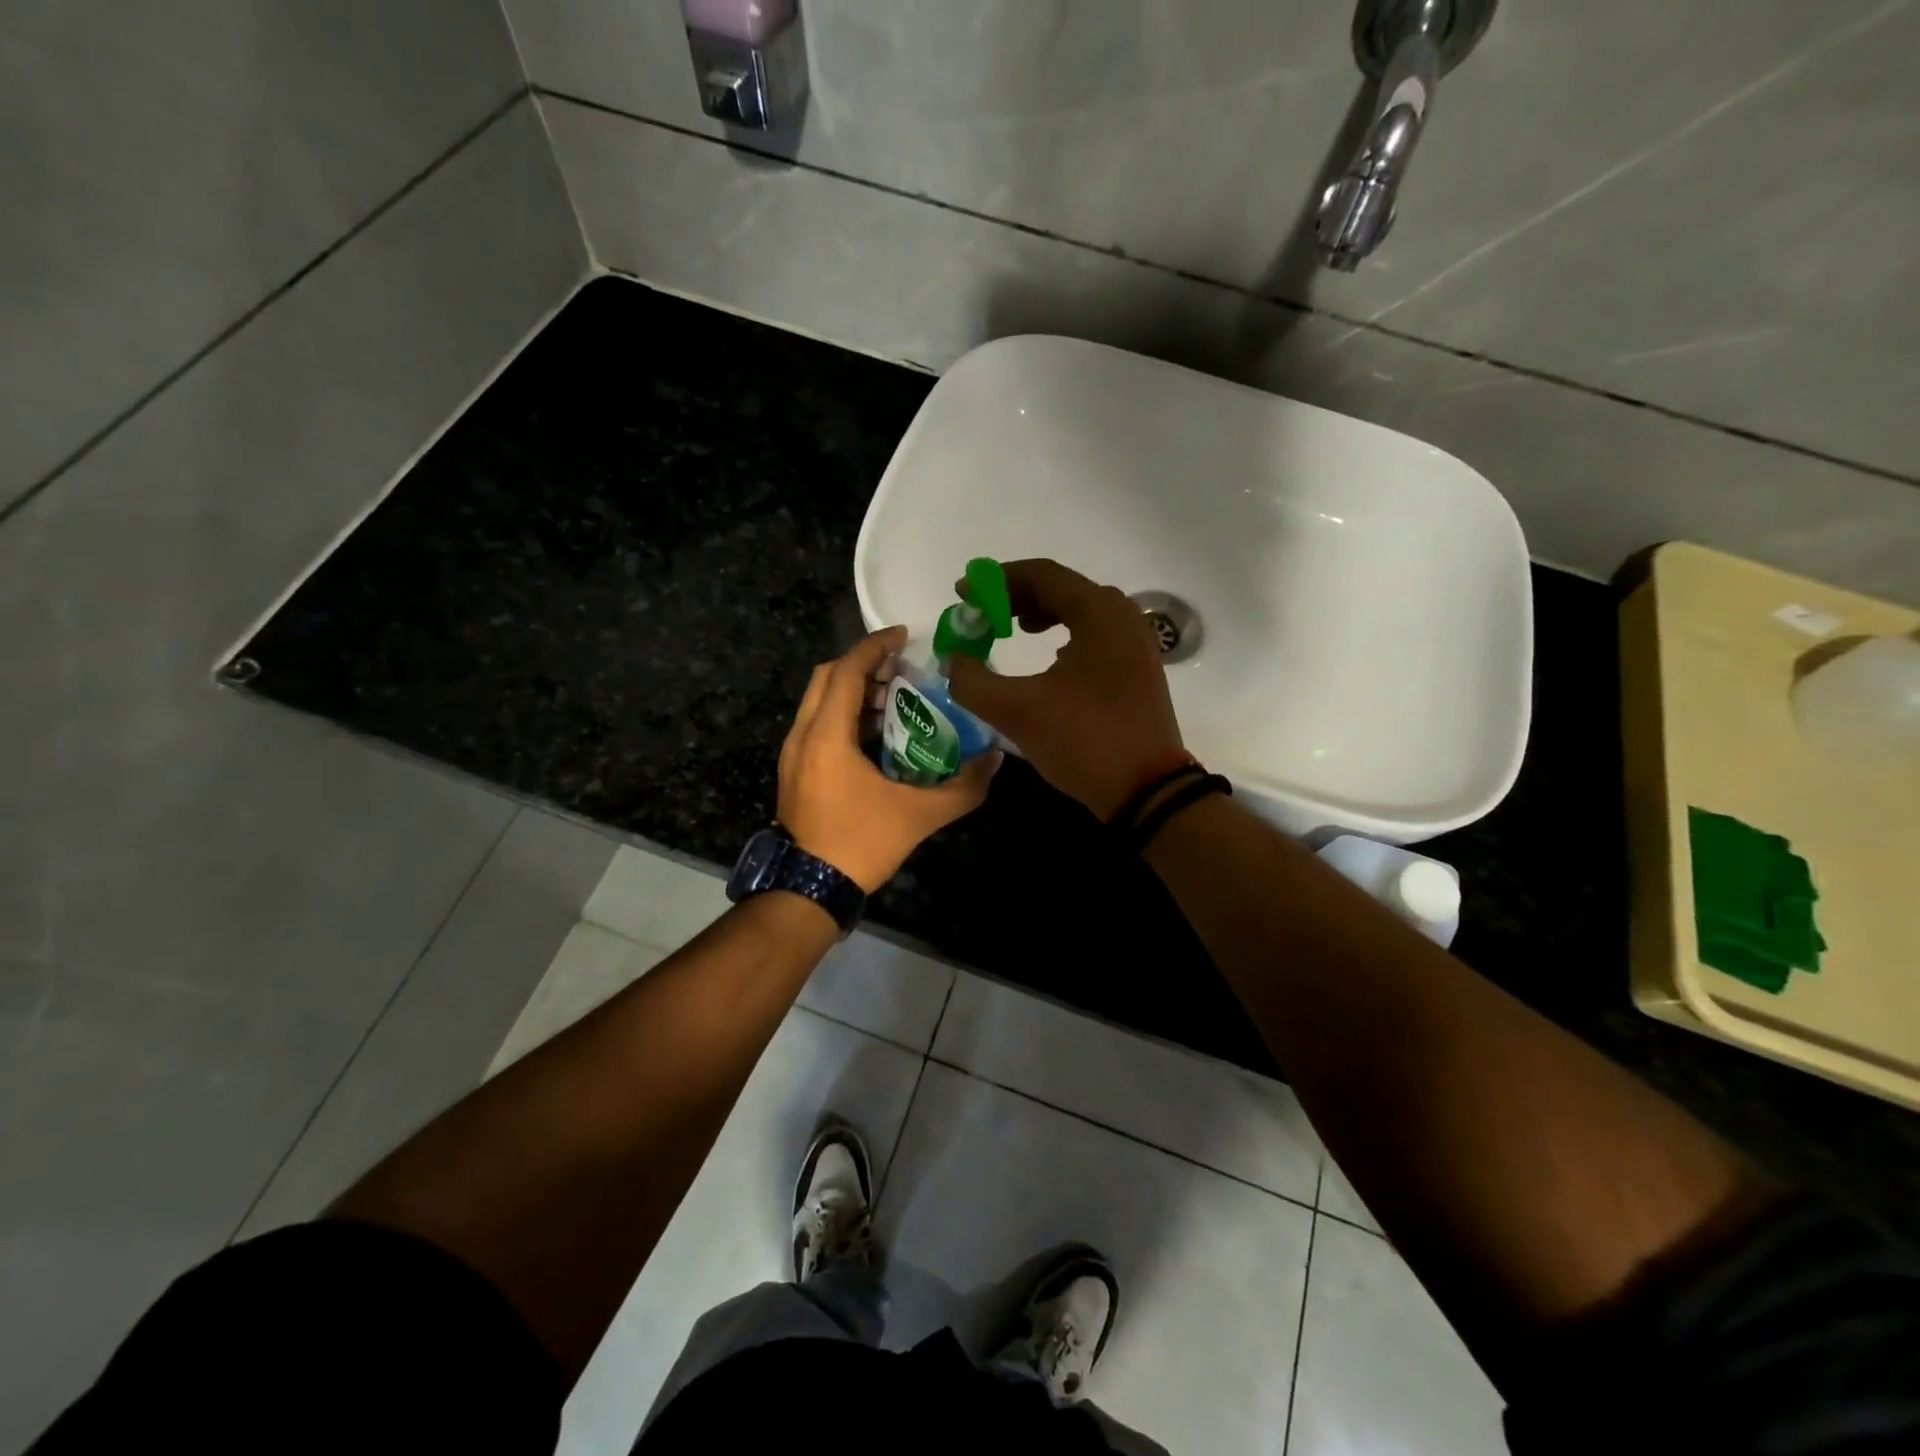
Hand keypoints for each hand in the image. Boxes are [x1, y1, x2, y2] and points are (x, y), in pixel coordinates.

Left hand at [778, 626, 999, 892]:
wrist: (809, 890)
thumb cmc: (860, 845)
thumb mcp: (919, 816)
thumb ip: (963, 788)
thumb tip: (997, 762)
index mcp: (827, 735)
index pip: (848, 671)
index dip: (875, 647)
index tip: (904, 635)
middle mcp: (802, 735)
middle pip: (827, 677)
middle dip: (863, 664)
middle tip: (901, 666)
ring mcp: (793, 754)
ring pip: (818, 701)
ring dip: (853, 690)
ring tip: (894, 698)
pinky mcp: (794, 771)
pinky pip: (816, 724)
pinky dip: (843, 715)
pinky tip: (875, 736)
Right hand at [948, 559, 1185, 819]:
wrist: (1146, 789)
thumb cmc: (1083, 741)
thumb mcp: (1017, 712)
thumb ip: (973, 682)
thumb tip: (952, 661)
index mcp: (1098, 613)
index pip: (1042, 575)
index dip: (996, 581)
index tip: (964, 595)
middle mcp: (1123, 615)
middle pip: (1063, 587)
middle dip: (1017, 596)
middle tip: (984, 615)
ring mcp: (1137, 640)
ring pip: (1082, 609)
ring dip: (1043, 613)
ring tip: (1012, 630)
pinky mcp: (1140, 665)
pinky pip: (1097, 631)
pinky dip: (1067, 632)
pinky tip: (1051, 657)